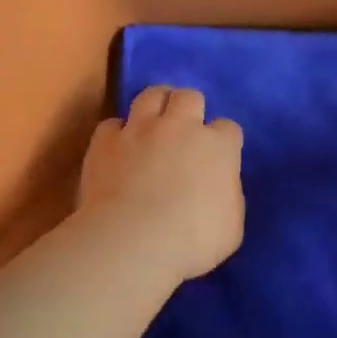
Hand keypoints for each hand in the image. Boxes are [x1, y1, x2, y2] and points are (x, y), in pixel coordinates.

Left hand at [78, 86, 243, 281]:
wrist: (132, 242)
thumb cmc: (192, 241)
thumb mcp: (231, 226)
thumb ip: (228, 195)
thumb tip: (218, 187)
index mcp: (218, 147)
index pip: (229, 128)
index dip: (223, 140)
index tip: (218, 157)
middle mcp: (181, 126)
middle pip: (190, 97)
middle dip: (190, 108)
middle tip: (185, 131)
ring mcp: (140, 129)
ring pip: (151, 95)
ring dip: (156, 105)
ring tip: (153, 123)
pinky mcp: (105, 141)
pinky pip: (112, 124)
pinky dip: (117, 134)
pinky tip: (118, 149)